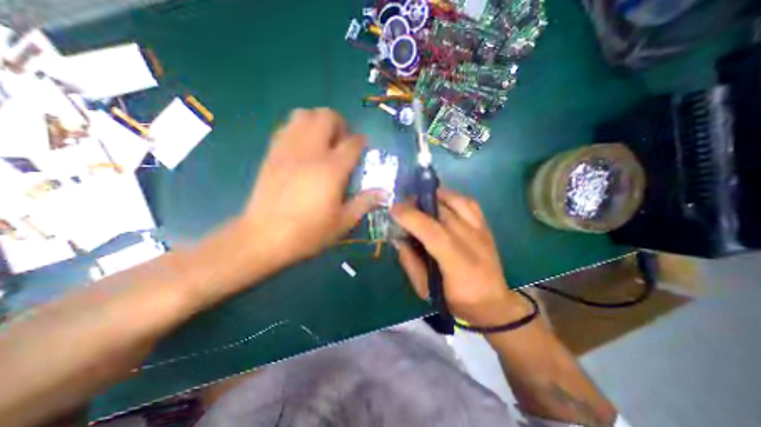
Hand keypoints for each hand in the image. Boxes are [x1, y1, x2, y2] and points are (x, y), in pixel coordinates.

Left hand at [244, 106, 383, 266]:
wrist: (264, 237)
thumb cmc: (308, 232)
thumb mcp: (343, 222)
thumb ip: (364, 203)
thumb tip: (384, 192)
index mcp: (332, 169)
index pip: (353, 143)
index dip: (361, 142)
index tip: (363, 148)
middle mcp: (310, 152)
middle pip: (326, 117)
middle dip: (340, 124)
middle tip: (342, 141)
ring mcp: (288, 149)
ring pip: (303, 115)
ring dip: (318, 122)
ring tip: (323, 140)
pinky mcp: (272, 153)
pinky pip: (286, 127)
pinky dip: (299, 129)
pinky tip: (303, 146)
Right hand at [389, 189, 529, 326]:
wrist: (492, 303)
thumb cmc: (456, 300)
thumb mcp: (425, 289)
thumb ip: (409, 262)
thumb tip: (398, 238)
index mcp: (457, 263)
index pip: (433, 232)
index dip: (411, 217)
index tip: (393, 209)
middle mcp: (472, 241)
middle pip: (442, 212)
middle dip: (417, 203)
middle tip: (401, 204)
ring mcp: (481, 231)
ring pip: (456, 201)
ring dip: (434, 195)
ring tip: (419, 199)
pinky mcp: (486, 226)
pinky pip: (469, 202)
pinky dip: (452, 196)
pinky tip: (441, 200)